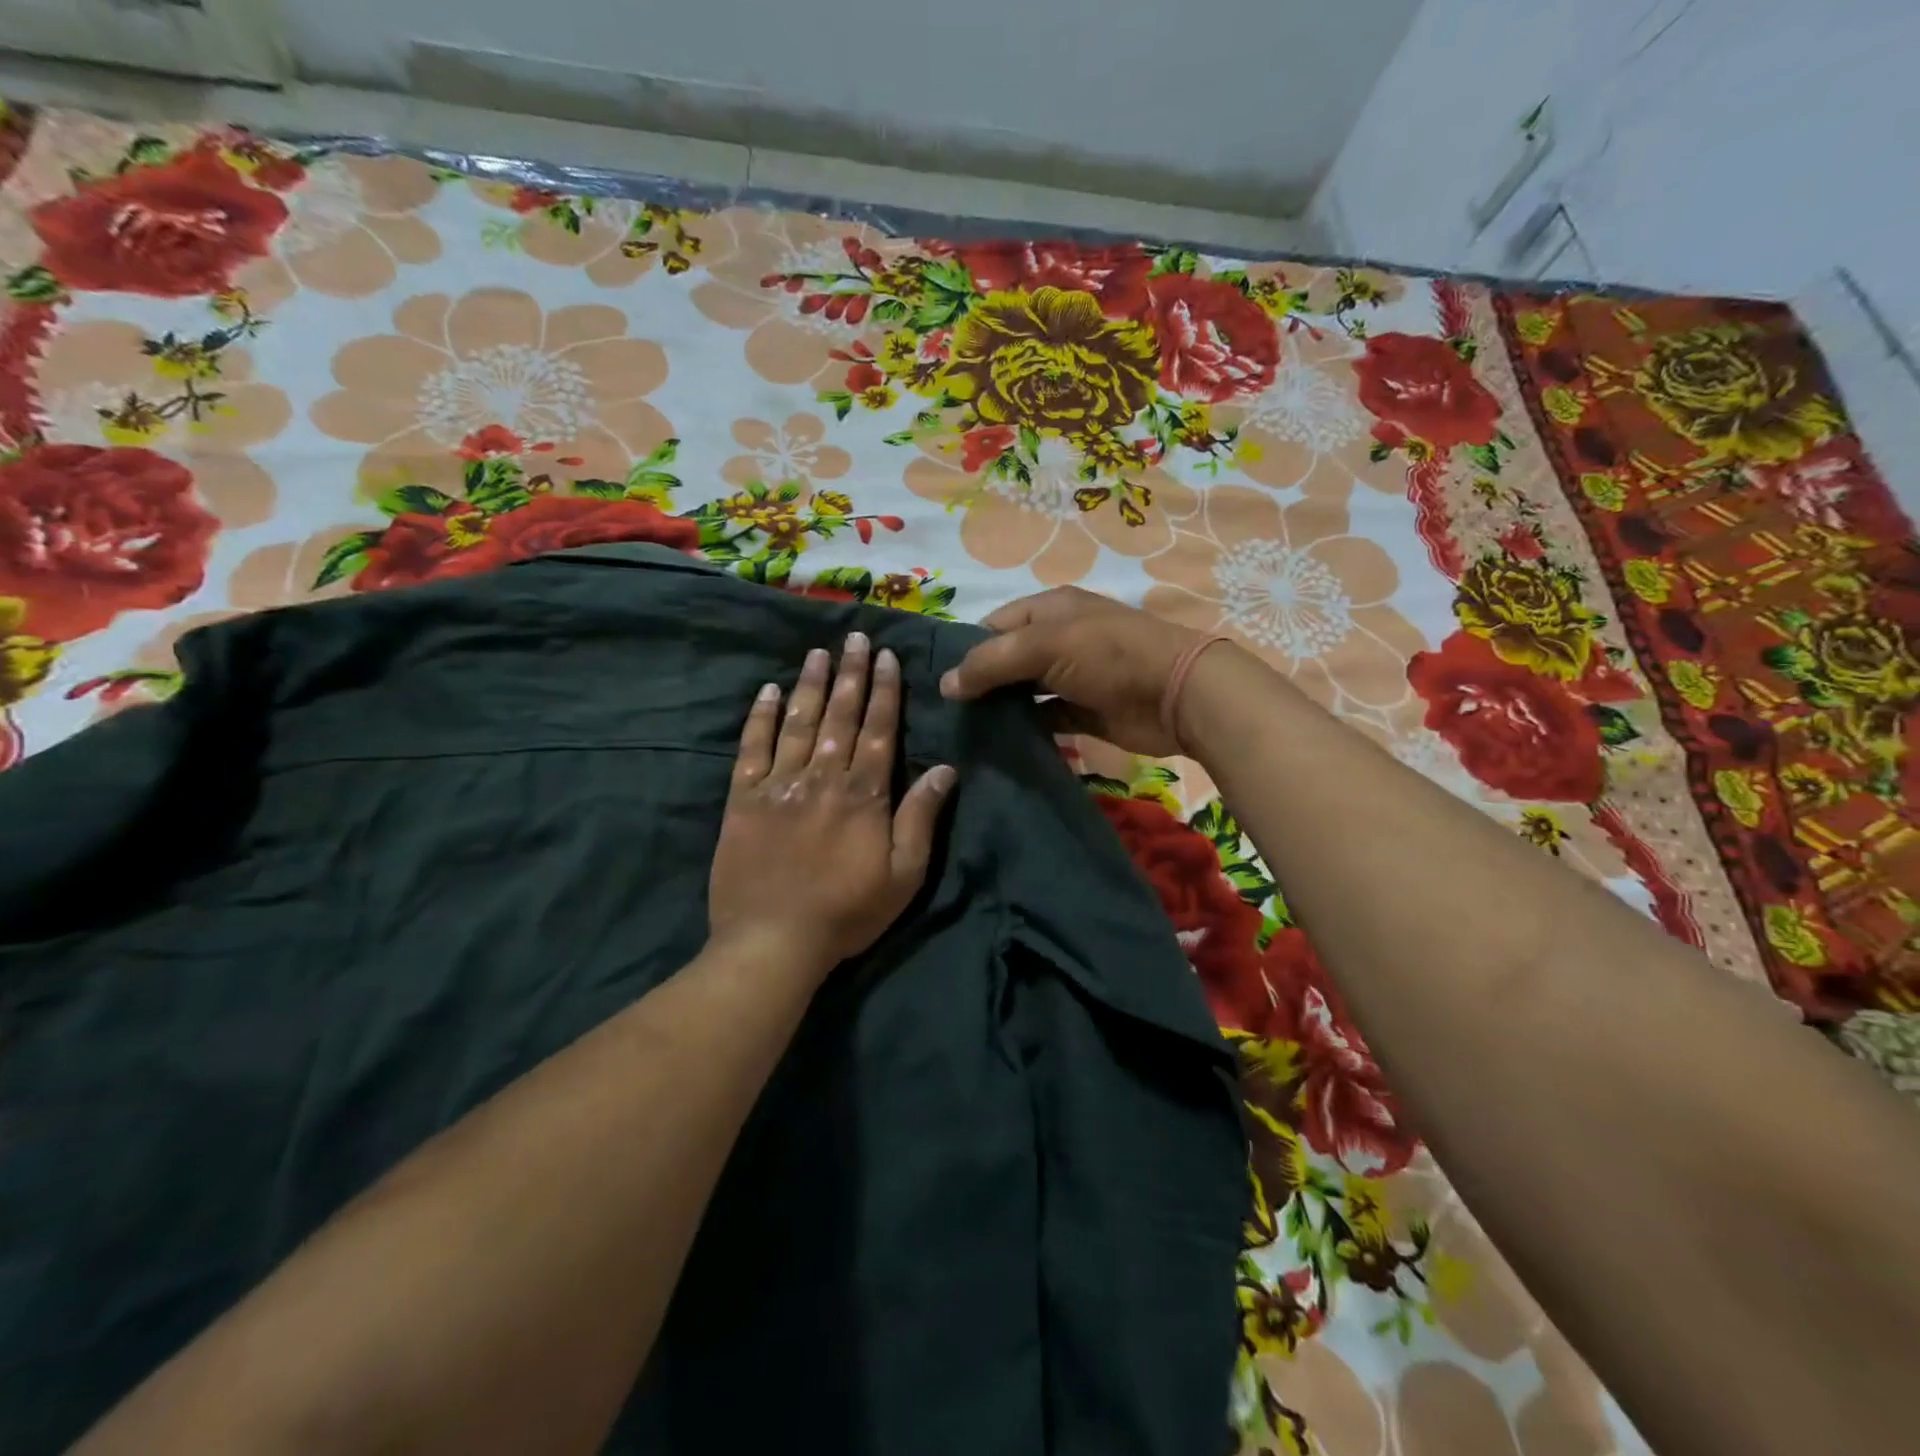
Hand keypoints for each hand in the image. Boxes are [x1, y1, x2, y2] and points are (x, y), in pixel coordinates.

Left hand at [709, 633, 955, 977]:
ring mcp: (779, 785)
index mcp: (864, 794)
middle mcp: (822, 778)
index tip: (885, 657)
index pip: (879, 730)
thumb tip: (946, 769)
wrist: (772, 942)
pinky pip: (751, 749)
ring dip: (810, 684)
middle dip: (850, 673)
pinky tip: (768, 691)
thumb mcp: (903, 875)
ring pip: (798, 722)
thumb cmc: (846, 913)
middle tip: (855, 636)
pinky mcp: (742, 800)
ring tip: (818, 651)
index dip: (884, 691)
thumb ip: (921, 818)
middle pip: (840, 715)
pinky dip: (760, 717)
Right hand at [938, 587, 1215, 754]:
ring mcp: (1073, 676)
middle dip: (979, 683)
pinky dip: (1027, 729)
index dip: (965, 650)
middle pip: (1007, 659)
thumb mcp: (1045, 646)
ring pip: (1024, 691)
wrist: (1178, 694)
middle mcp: (1058, 639)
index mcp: (1049, 609)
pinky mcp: (1085, 711)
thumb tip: (945, 685)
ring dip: (1001, 708)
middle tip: (944, 714)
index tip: (938, 683)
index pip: (993, 625)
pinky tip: (1000, 744)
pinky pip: (1046, 718)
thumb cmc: (1109, 656)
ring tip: (964, 732)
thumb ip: (991, 662)